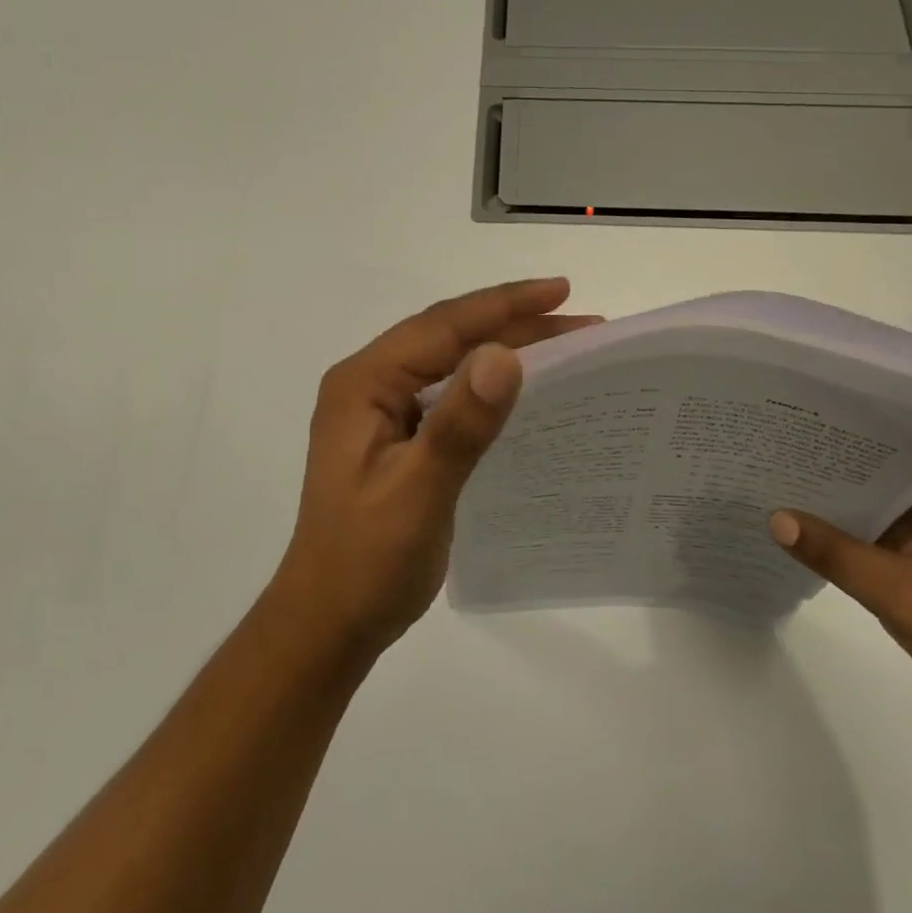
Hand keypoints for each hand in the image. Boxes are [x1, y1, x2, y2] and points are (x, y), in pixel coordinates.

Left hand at [268, 279, 600, 658]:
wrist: (329, 621)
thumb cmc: (367, 562)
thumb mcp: (417, 493)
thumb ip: (459, 425)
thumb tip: (506, 356)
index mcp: (364, 384)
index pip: (442, 326)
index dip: (505, 305)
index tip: (562, 290)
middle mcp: (369, 386)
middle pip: (448, 337)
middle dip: (513, 324)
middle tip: (582, 321)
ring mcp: (381, 412)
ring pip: (451, 364)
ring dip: (505, 351)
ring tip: (566, 346)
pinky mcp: (397, 438)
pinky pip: (450, 396)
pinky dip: (488, 387)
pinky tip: (522, 393)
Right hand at [770, 463, 911, 735]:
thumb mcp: (900, 589)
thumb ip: (835, 552)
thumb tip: (774, 519)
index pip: (896, 451)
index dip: (843, 446)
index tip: (793, 438)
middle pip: (882, 480)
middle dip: (832, 479)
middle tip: (773, 461)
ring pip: (878, 511)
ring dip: (837, 511)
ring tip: (775, 490)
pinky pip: (879, 540)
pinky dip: (848, 542)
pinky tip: (801, 534)